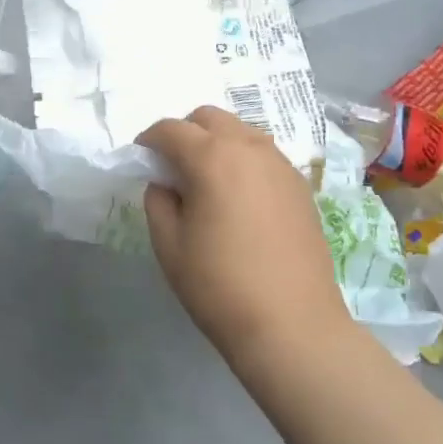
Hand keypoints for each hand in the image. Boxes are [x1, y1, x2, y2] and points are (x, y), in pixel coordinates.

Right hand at [139, 106, 352, 369]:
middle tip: (174, 166)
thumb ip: (158, 201)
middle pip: (209, 117)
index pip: (171, 129)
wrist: (292, 326)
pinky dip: (244, 159)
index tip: (141, 159)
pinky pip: (264, 154)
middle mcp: (249, 148)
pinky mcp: (301, 186)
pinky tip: (239, 196)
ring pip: (241, 131)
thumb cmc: (219, 285)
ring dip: (217, 142)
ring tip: (207, 179)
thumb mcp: (168, 245)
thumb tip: (167, 184)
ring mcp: (281, 165)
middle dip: (185, 132)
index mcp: (212, 157)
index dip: (149, 140)